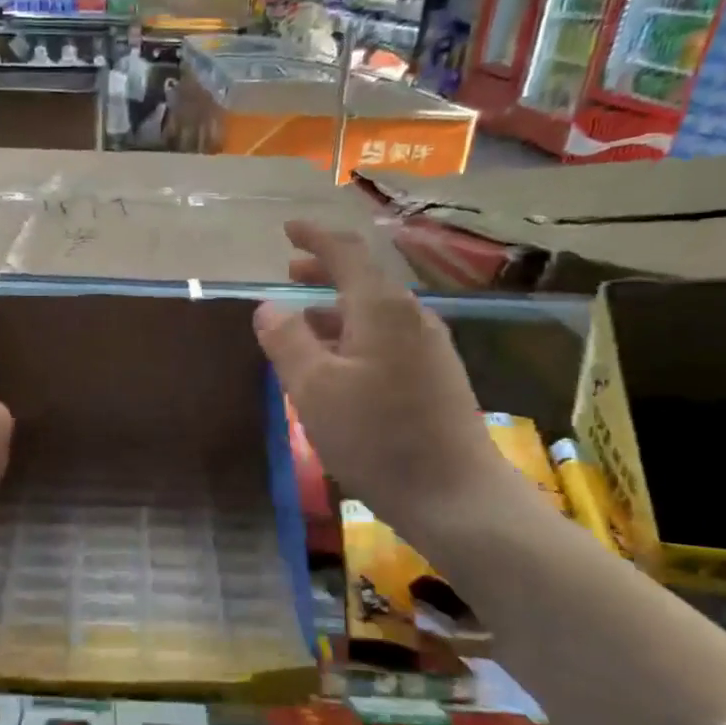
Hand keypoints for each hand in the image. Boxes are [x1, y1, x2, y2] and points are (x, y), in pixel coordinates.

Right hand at [254, 221, 510, 544]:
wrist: (455, 496)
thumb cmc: (376, 436)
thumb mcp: (314, 388)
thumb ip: (287, 341)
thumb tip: (269, 306)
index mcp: (382, 309)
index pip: (346, 252)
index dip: (314, 236)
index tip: (288, 228)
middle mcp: (411, 318)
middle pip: (364, 280)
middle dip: (325, 270)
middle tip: (291, 270)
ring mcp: (429, 348)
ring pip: (375, 313)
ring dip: (337, 308)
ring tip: (304, 324)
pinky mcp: (436, 378)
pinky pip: (387, 339)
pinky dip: (354, 335)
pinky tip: (339, 366)